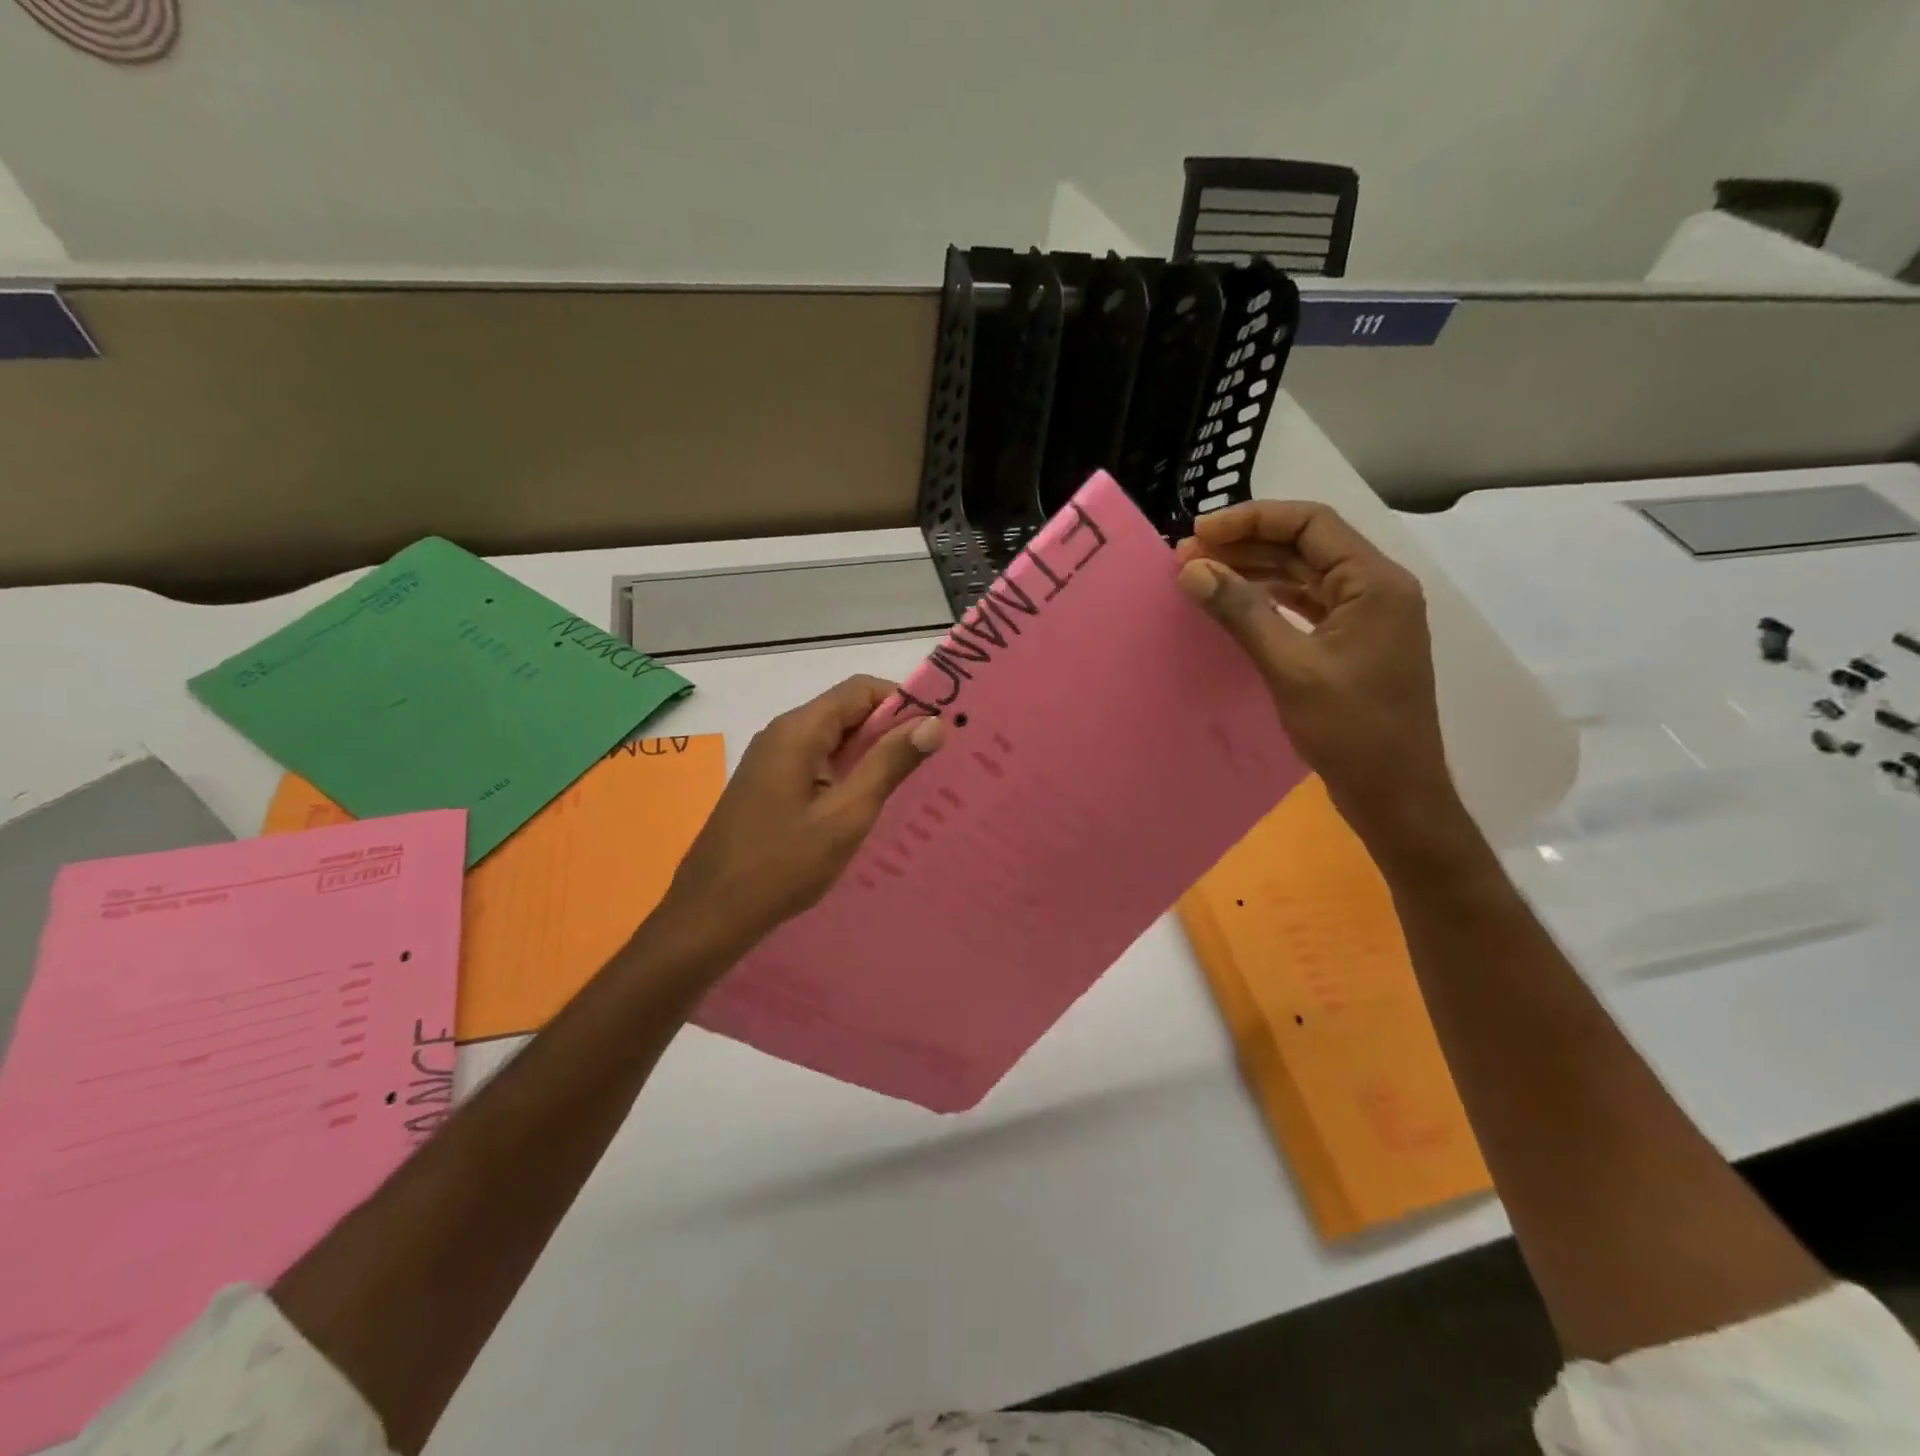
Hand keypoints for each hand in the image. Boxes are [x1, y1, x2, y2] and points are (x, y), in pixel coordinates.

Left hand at [658, 675, 946, 947]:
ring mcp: (771, 762)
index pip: (861, 690)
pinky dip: (847, 774)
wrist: (709, 915)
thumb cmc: (781, 865)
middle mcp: (782, 735)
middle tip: (932, 761)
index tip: (938, 731)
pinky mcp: (768, 787)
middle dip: (891, 729)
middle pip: (846, 711)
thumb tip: (934, 723)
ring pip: (833, 740)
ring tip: (910, 784)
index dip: (903, 702)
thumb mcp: (845, 815)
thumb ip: (888, 765)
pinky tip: (867, 805)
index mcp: (798, 731)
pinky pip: (817, 764)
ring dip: (871, 754)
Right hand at [1176, 501, 1462, 845]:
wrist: (1395, 793)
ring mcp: (1367, 617)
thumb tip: (1191, 569)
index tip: (1198, 534)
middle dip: (1246, 545)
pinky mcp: (1353, 643)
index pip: (1310, 524)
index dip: (1250, 520)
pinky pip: (1307, 603)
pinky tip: (1236, 602)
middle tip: (1188, 558)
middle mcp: (1376, 588)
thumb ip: (1242, 612)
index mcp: (1374, 583)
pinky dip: (1270, 598)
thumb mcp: (1290, 667)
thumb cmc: (1351, 730)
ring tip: (1202, 575)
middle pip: (1306, 545)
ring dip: (1255, 570)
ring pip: (1304, 574)